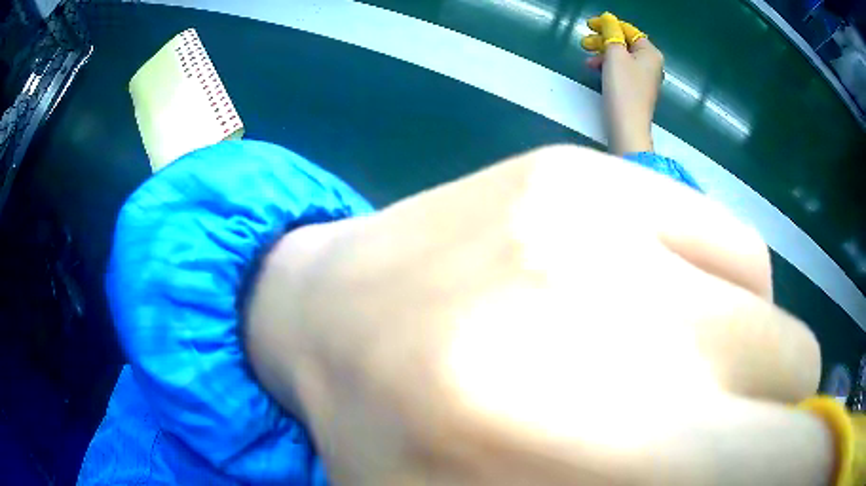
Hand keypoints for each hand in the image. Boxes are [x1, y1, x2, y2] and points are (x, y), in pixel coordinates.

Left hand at [246, 146, 828, 484]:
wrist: (325, 313)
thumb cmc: (388, 437)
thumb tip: (744, 474)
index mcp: (564, 441)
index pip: (775, 462)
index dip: (810, 465)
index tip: (811, 469)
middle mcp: (601, 309)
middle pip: (793, 372)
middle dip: (781, 420)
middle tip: (728, 443)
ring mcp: (594, 211)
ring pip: (768, 302)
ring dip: (750, 362)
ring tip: (676, 384)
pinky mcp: (578, 167)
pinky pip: (726, 240)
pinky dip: (723, 294)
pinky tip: (652, 311)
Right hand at [582, 13, 663, 154]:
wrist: (627, 126)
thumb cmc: (623, 87)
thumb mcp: (615, 54)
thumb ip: (611, 33)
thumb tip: (609, 19)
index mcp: (650, 52)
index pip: (628, 30)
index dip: (608, 24)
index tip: (589, 25)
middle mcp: (652, 64)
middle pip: (625, 44)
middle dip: (604, 41)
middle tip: (585, 43)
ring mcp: (645, 78)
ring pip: (622, 58)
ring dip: (603, 55)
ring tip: (588, 60)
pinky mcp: (637, 91)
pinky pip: (623, 71)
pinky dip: (609, 67)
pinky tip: (597, 70)